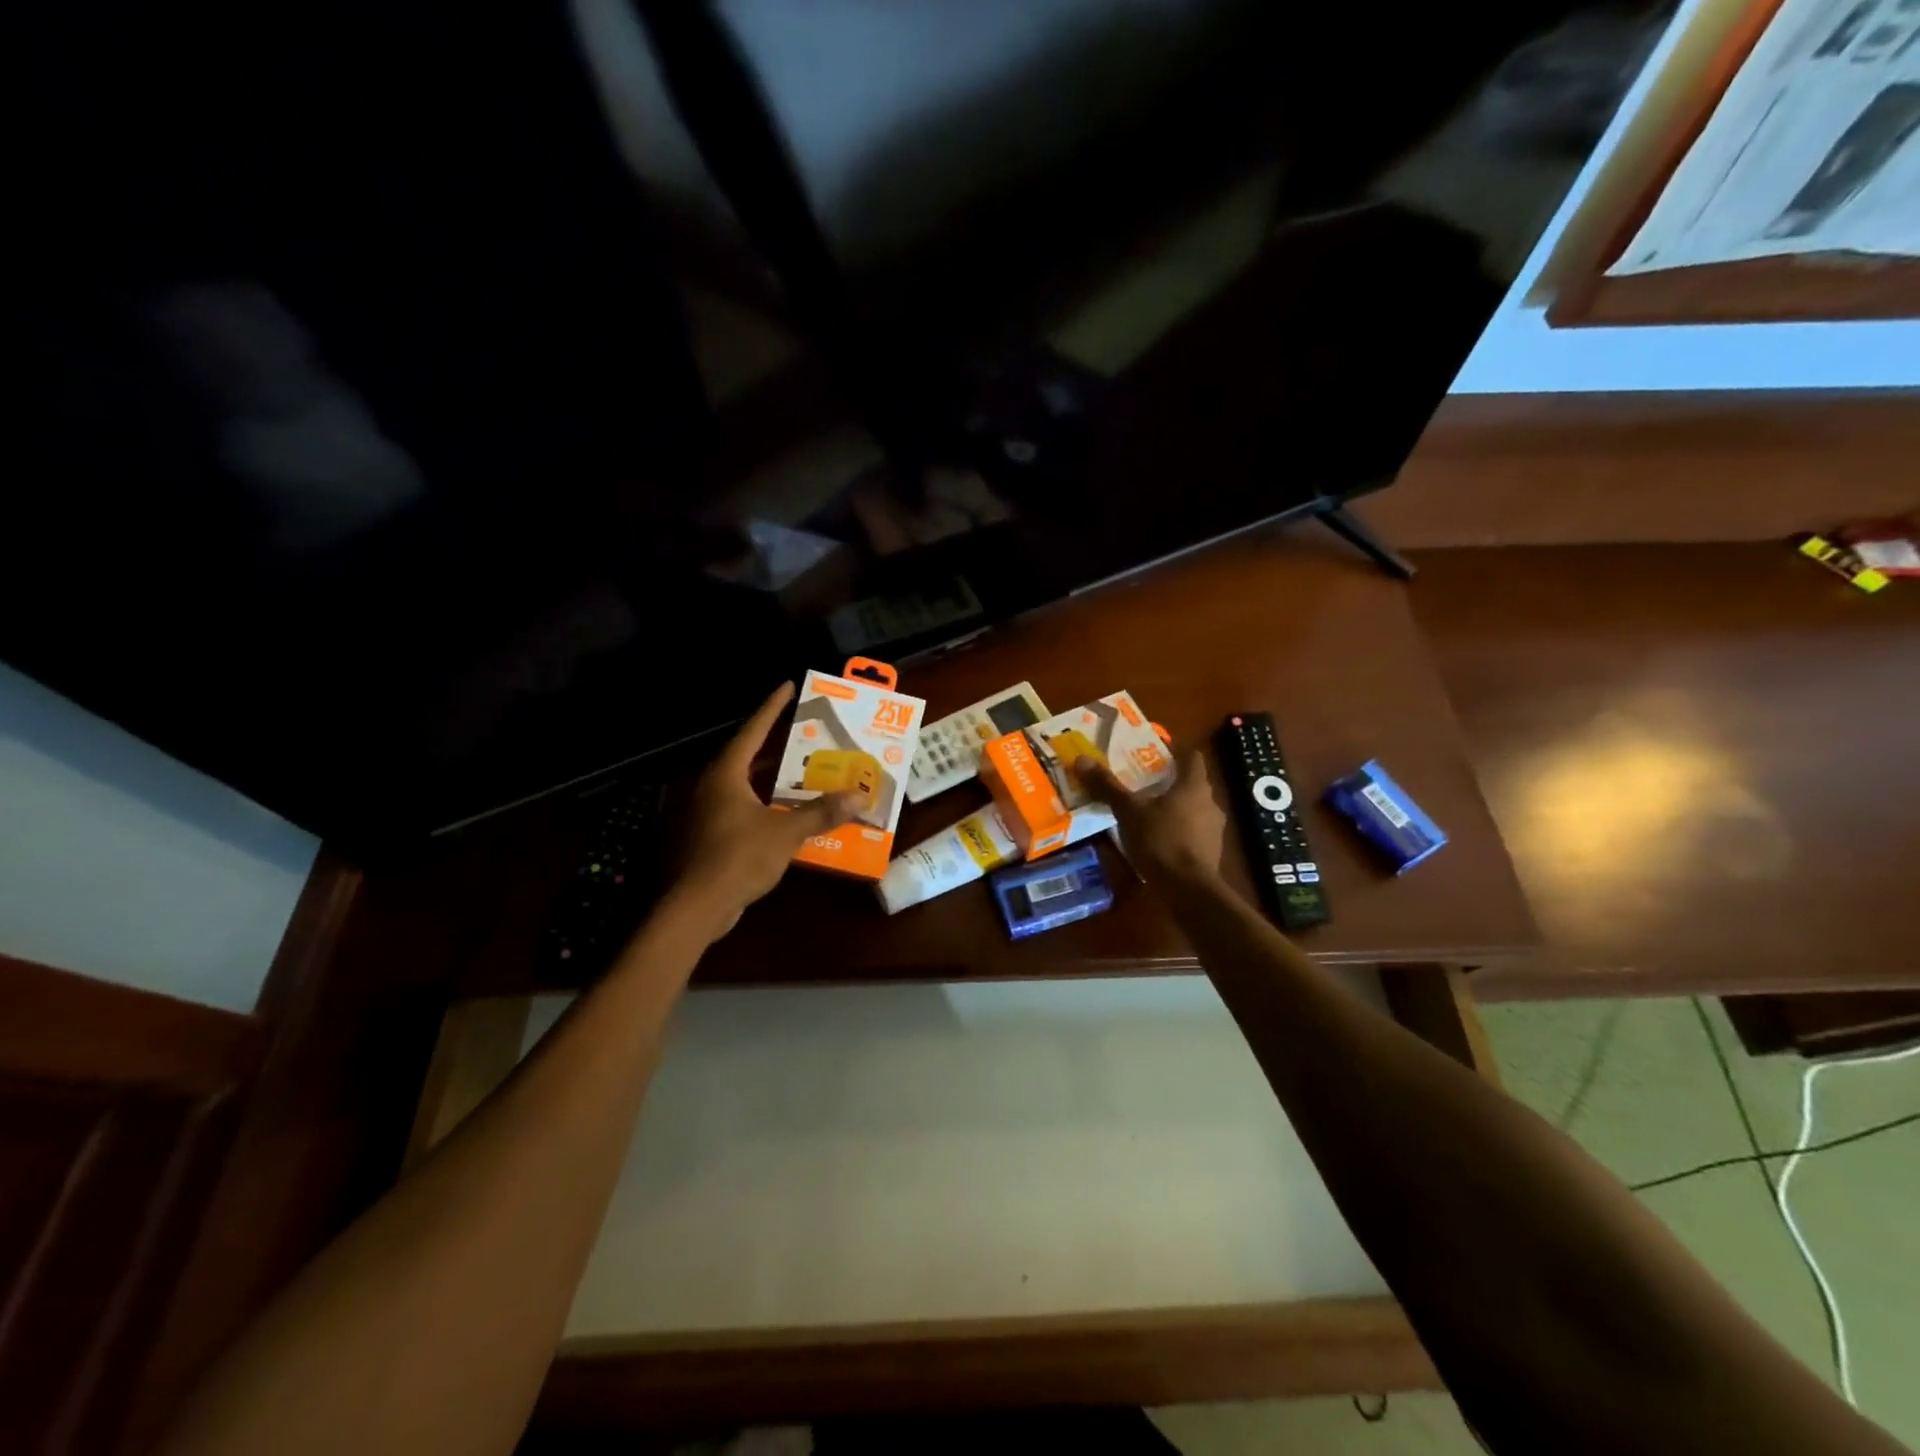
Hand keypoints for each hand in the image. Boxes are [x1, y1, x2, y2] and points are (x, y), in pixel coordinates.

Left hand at [670, 683, 858, 941]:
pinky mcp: (704, 836)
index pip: (753, 731)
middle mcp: (710, 786)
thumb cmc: (738, 858)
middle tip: (805, 736)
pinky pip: (738, 809)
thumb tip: (858, 797)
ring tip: (801, 773)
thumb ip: (820, 813)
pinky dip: (761, 805)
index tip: (788, 686)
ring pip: (742, 785)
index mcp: (725, 774)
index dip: (772, 708)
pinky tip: (784, 814)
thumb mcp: (785, 833)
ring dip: (770, 779)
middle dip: (776, 747)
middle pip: (746, 757)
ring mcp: (703, 812)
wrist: (695, 907)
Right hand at [1076, 751, 1225, 892]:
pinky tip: (1157, 838)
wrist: (1189, 890)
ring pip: (1192, 808)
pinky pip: (1192, 831)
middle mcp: (1210, 802)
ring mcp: (1214, 829)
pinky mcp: (1211, 852)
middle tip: (1141, 781)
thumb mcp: (1128, 812)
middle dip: (1168, 781)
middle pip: (1191, 782)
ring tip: (1146, 811)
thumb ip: (1108, 786)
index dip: (1174, 751)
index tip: (1153, 752)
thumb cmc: (1161, 841)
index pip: (1191, 756)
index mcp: (1194, 786)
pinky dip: (1177, 829)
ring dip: (1173, 807)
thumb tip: (1082, 759)